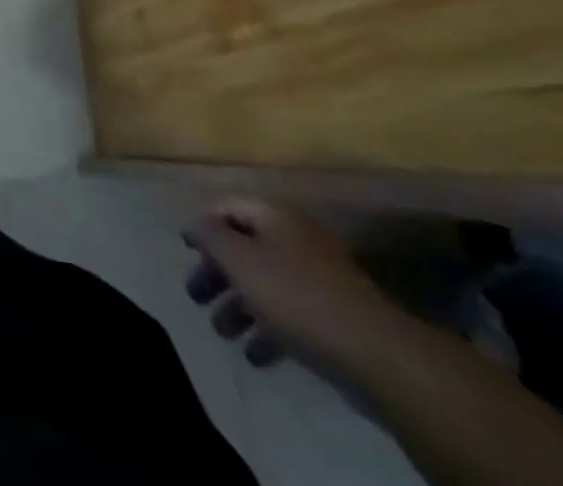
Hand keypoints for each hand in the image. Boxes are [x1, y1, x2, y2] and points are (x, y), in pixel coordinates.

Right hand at [184, 199, 407, 374]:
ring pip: (267, 283)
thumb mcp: (241, 261)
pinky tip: (256, 356)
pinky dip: (269, 329)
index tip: (184, 249)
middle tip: (197, 297)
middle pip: (245, 247)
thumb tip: (194, 222)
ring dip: (240, 306)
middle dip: (218, 273)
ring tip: (224, 334)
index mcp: (275, 216)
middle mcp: (296, 238)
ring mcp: (320, 278)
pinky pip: (291, 314)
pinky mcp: (335, 317)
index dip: (203, 224)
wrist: (378, 355)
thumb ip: (211, 236)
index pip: (228, 207)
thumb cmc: (297, 297)